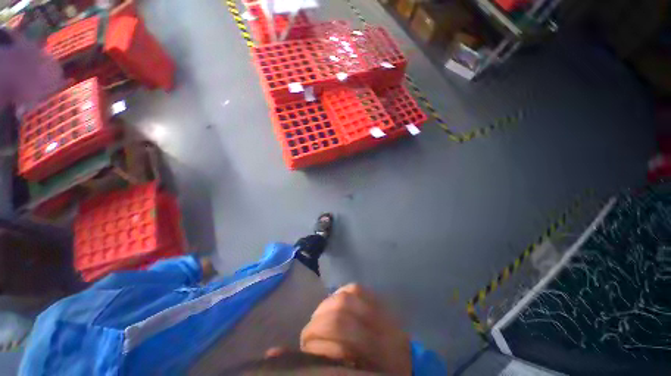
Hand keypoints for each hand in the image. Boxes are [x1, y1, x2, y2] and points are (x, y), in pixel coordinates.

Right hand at [299, 284, 411, 374]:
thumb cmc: (373, 372)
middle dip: (318, 323)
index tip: (308, 351)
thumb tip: (274, 353)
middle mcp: (381, 330)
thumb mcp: (347, 375)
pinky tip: (334, 303)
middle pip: (340, 311)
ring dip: (326, 306)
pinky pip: (356, 288)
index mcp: (376, 355)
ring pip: (347, 295)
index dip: (317, 341)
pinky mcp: (381, 301)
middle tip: (310, 335)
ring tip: (320, 319)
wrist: (407, 365)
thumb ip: (319, 362)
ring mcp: (383, 312)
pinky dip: (340, 293)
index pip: (339, 332)